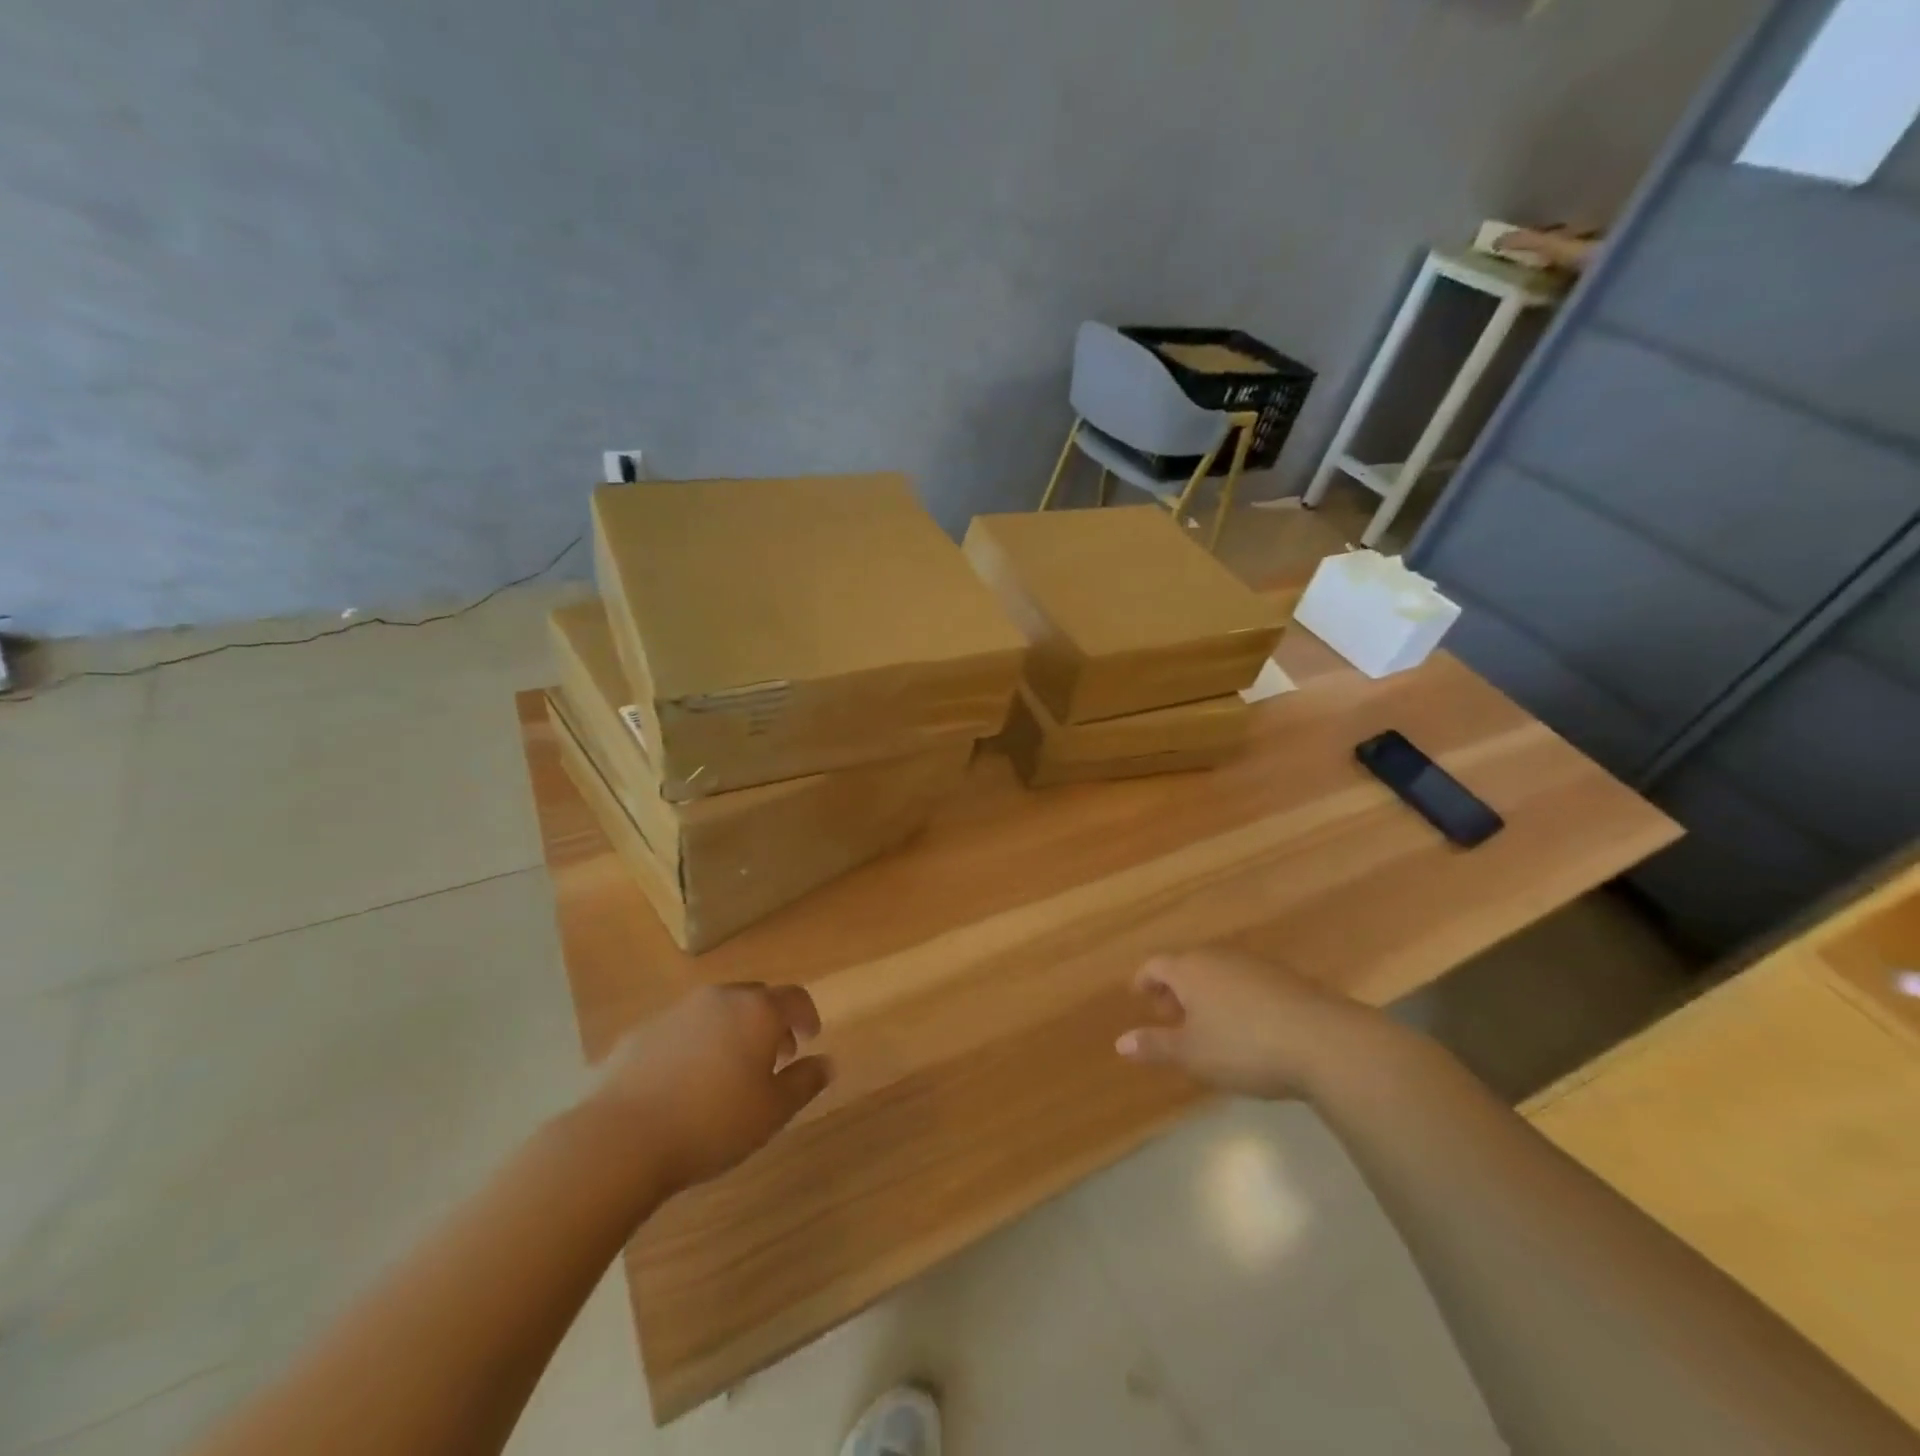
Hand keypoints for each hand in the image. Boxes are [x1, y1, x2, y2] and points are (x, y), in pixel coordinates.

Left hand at [587, 983, 830, 1194]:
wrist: (620, 1139)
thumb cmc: (712, 1123)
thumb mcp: (772, 1111)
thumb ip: (805, 1082)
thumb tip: (827, 1063)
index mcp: (757, 1010)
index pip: (794, 998)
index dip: (807, 1016)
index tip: (810, 1038)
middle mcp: (720, 998)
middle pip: (755, 998)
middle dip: (770, 1022)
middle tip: (775, 1057)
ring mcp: (677, 1011)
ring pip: (717, 1010)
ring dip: (732, 1031)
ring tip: (729, 1071)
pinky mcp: (642, 1031)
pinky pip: (682, 1029)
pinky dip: (695, 1044)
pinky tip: (686, 1081)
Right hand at [1115, 950, 1399, 1099]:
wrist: (1325, 1042)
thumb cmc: (1245, 1047)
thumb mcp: (1193, 1054)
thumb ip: (1155, 1046)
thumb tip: (1120, 1042)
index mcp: (1190, 969)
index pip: (1155, 965)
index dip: (1143, 981)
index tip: (1138, 997)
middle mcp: (1219, 957)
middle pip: (1187, 965)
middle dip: (1174, 989)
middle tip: (1169, 1017)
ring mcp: (1255, 964)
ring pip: (1217, 973)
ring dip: (1205, 994)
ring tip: (1206, 1026)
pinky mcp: (1285, 978)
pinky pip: (1245, 982)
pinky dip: (1233, 998)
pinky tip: (1245, 1028)